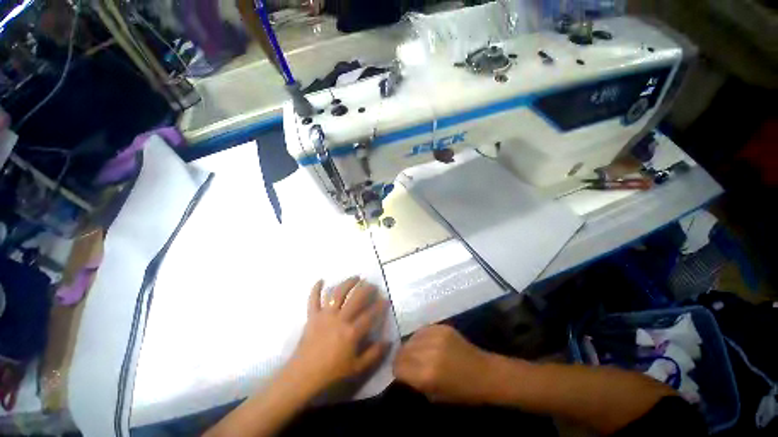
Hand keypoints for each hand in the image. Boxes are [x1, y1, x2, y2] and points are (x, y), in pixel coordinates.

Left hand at [288, 277, 387, 392]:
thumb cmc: (331, 373)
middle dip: (366, 289)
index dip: (380, 305)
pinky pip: (313, 299)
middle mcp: (340, 319)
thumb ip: (374, 354)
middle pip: (356, 298)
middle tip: (372, 285)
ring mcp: (325, 315)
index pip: (370, 314)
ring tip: (356, 277)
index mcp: (351, 332)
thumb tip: (389, 341)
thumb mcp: (357, 368)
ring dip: (347, 283)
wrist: (303, 376)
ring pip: (338, 293)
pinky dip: (316, 289)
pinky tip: (320, 280)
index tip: (386, 299)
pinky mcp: (312, 316)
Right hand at [393, 324, 495, 403]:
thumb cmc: (462, 392)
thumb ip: (415, 382)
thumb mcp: (434, 395)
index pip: (398, 367)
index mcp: (427, 375)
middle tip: (406, 362)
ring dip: (410, 346)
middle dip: (401, 357)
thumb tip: (402, 371)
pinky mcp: (442, 327)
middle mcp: (429, 352)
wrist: (485, 373)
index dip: (397, 370)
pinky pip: (423, 330)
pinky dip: (420, 337)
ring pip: (411, 338)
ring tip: (416, 352)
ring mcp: (436, 337)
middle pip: (403, 350)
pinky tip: (426, 344)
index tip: (400, 372)